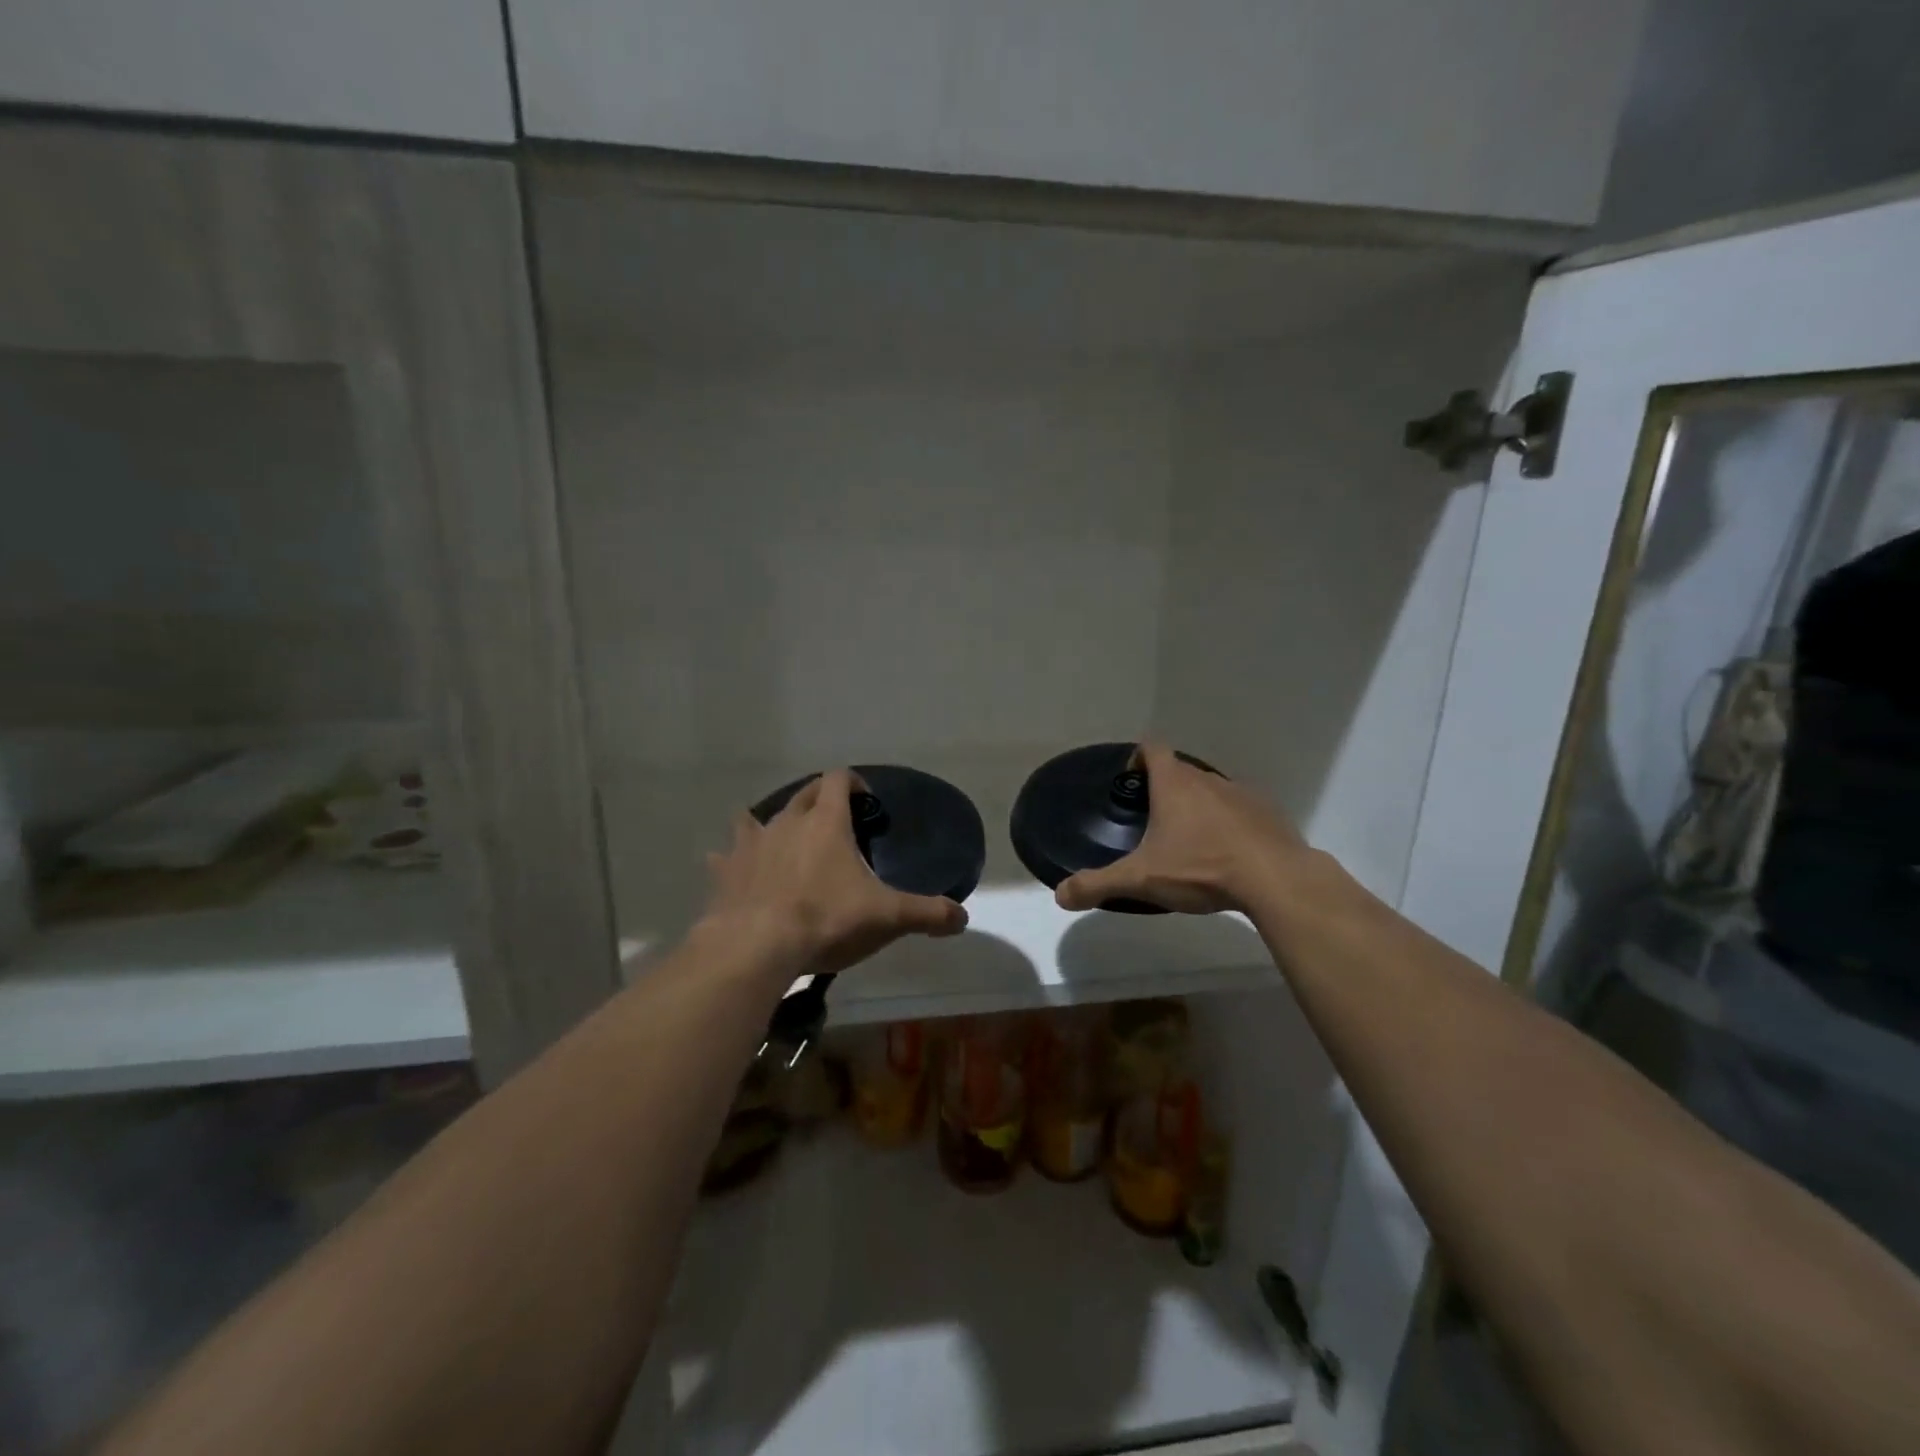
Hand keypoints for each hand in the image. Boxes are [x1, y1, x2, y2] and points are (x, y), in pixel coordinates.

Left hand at [702, 769, 967, 974]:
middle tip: (833, 822)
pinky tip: (735, 872)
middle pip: (802, 794)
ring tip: (781, 841)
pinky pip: (726, 857)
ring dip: (770, 824)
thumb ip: (927, 914)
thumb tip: (962, 917)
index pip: (838, 779)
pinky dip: (732, 860)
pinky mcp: (724, 872)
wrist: (756, 946)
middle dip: (818, 799)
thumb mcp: (887, 917)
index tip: (864, 800)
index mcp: (826, 822)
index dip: (853, 782)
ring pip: (756, 818)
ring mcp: (751, 844)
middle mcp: (786, 822)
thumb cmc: (826, 919)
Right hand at [1055, 744, 1310, 914]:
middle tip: (1153, 822)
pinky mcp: (1269, 814)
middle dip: (1165, 789)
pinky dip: (1230, 824)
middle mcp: (1208, 780)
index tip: (1131, 781)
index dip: (1138, 758)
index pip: (1152, 748)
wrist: (1276, 879)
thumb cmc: (1201, 868)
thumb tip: (1059, 895)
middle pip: (1181, 771)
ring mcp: (1242, 794)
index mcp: (1174, 785)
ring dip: (1199, 807)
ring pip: (1212, 790)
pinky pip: (1241, 811)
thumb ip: (1098, 885)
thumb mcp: (1141, 880)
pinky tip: (1228, 855)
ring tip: (1190, 842)